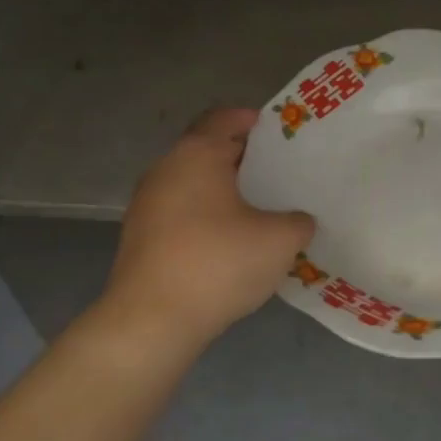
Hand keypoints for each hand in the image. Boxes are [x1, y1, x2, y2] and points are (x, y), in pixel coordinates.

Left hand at [96, 109, 314, 343]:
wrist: (152, 321)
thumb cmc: (219, 263)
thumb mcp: (280, 240)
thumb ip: (298, 221)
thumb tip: (298, 220)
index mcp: (197, 154)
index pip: (225, 118)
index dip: (254, 120)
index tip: (282, 133)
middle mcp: (166, 169)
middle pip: (208, 149)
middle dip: (244, 158)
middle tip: (281, 173)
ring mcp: (147, 204)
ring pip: (193, 182)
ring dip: (224, 189)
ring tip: (261, 208)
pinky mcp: (141, 237)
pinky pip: (182, 211)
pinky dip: (207, 215)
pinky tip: (232, 240)